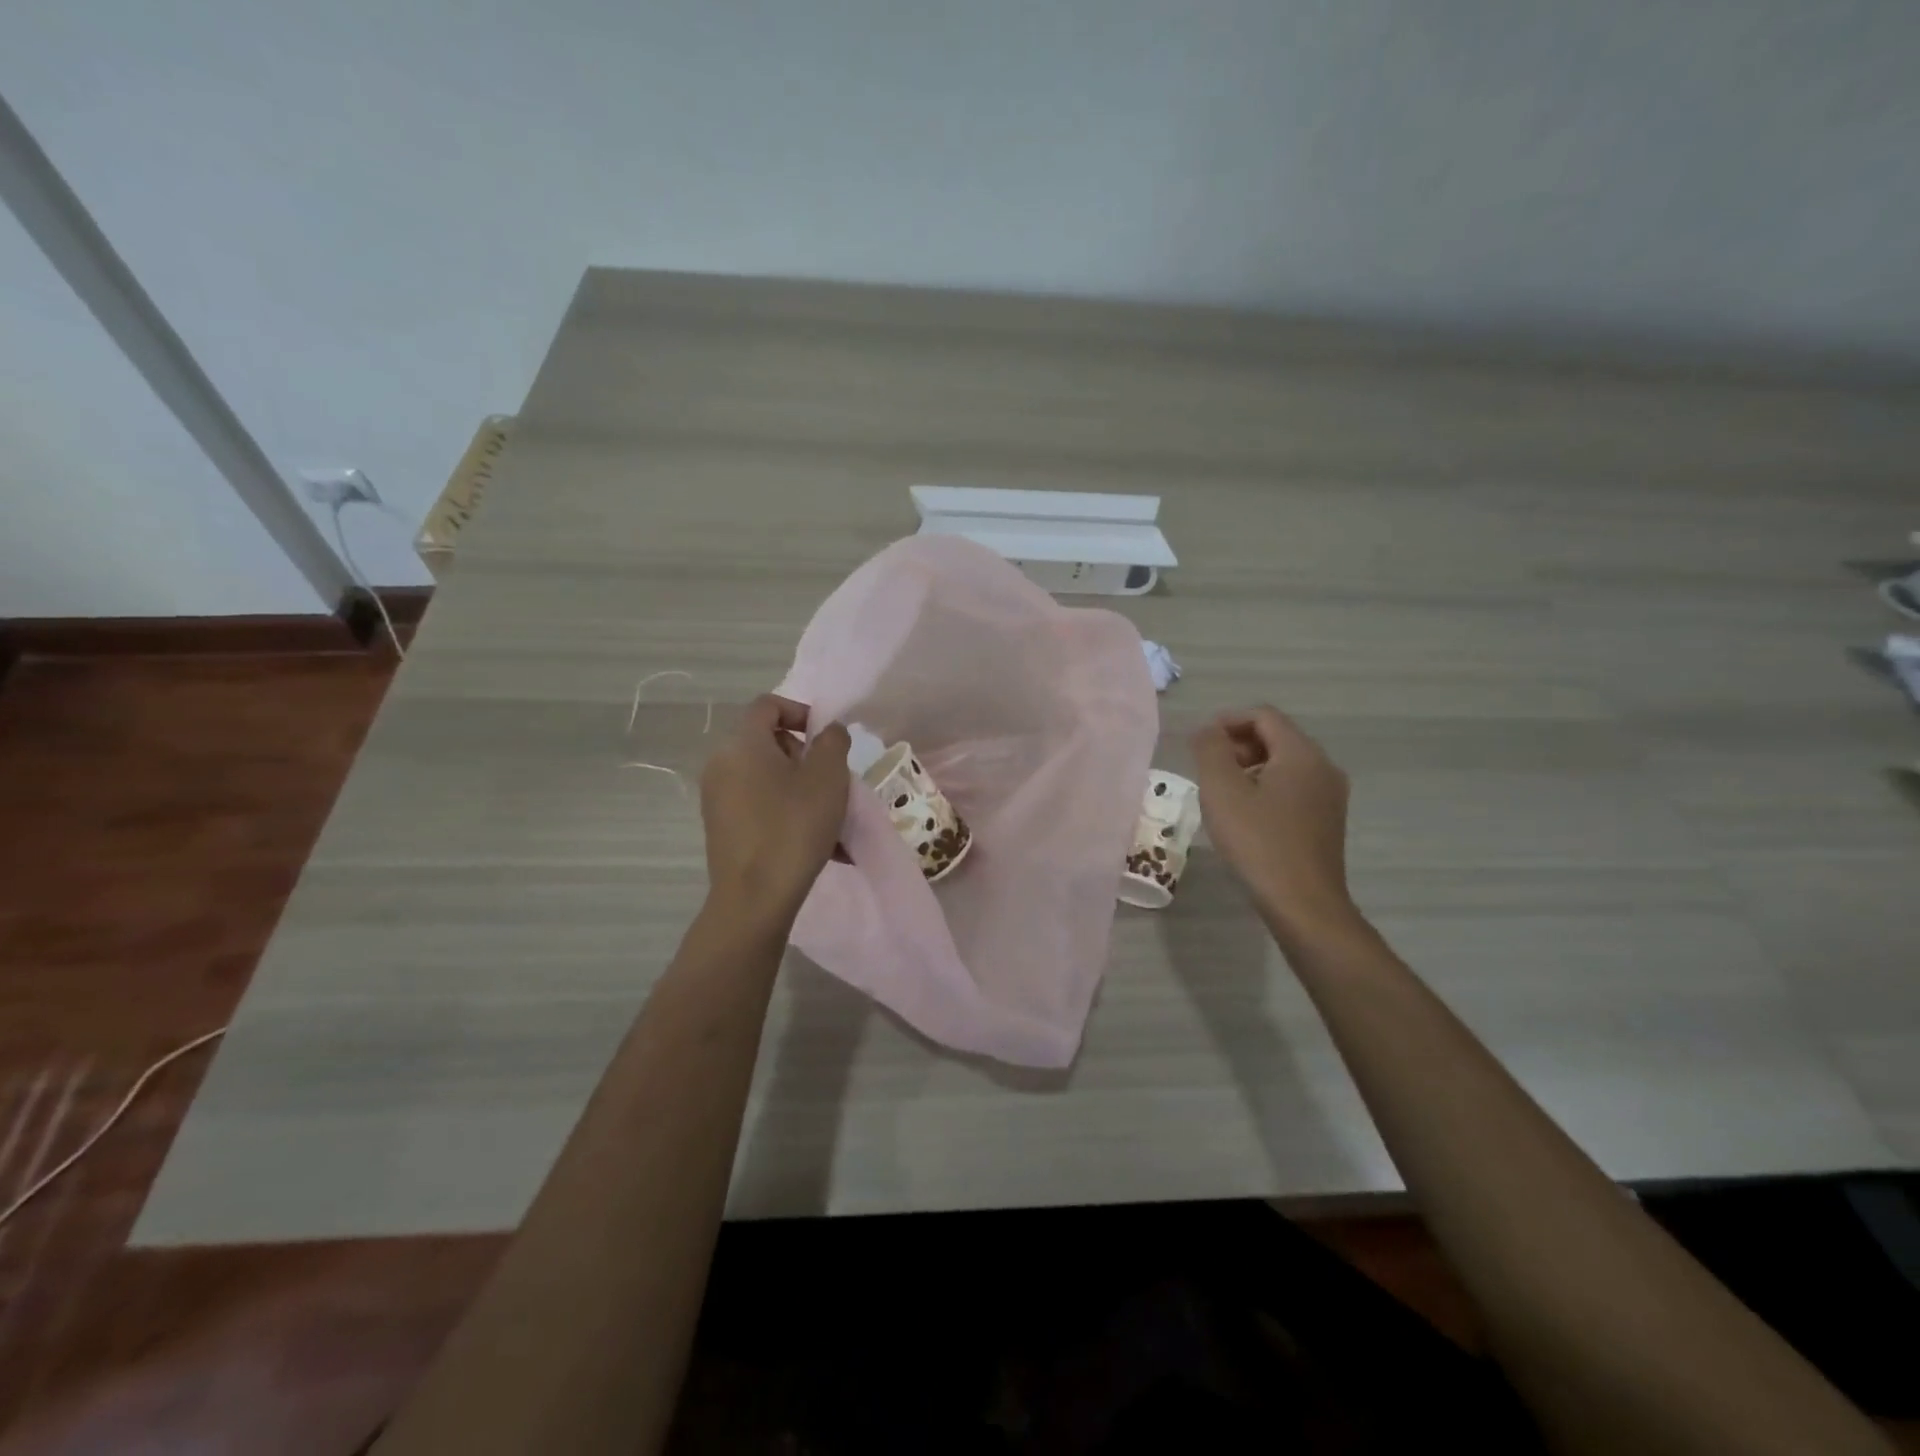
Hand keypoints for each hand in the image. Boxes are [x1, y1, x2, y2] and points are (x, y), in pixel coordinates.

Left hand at [699, 695, 850, 929]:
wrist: (755, 898)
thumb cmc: (794, 827)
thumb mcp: (828, 777)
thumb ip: (833, 742)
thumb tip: (828, 731)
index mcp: (743, 744)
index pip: (768, 705)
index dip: (800, 711)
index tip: (826, 739)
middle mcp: (722, 764)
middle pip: (768, 743)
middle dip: (805, 757)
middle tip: (832, 784)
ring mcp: (717, 798)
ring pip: (767, 778)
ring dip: (801, 789)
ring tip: (832, 822)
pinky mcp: (721, 827)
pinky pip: (759, 806)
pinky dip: (786, 813)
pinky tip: (817, 845)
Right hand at [1191, 705, 1359, 939]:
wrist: (1304, 904)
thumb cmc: (1258, 842)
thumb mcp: (1222, 791)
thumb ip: (1210, 750)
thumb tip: (1207, 730)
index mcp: (1301, 753)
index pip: (1263, 715)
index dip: (1228, 721)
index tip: (1199, 742)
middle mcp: (1323, 767)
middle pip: (1276, 737)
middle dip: (1237, 744)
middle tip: (1207, 768)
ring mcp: (1330, 795)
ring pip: (1284, 764)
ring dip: (1249, 767)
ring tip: (1221, 793)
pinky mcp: (1327, 820)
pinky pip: (1293, 788)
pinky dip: (1265, 788)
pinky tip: (1245, 815)